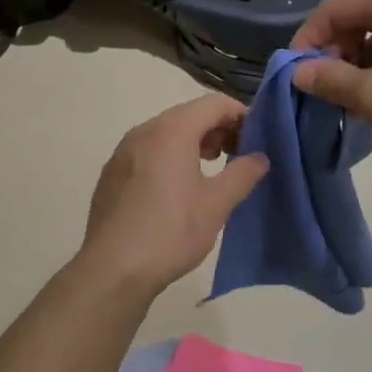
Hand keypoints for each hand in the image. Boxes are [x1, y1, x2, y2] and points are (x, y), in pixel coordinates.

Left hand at [77, 96, 269, 294]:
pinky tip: (177, 188)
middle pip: (189, 115)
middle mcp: (144, 131)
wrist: (113, 268)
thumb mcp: (217, 204)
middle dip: (217, 129)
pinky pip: (148, 151)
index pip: (214, 103)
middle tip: (238, 155)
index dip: (240, 115)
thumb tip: (260, 157)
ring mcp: (123, 151)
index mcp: (172, 130)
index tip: (257, 138)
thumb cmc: (171, 231)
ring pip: (166, 133)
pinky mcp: (112, 173)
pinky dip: (169, 156)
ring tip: (211, 169)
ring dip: (193, 143)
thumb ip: (243, 173)